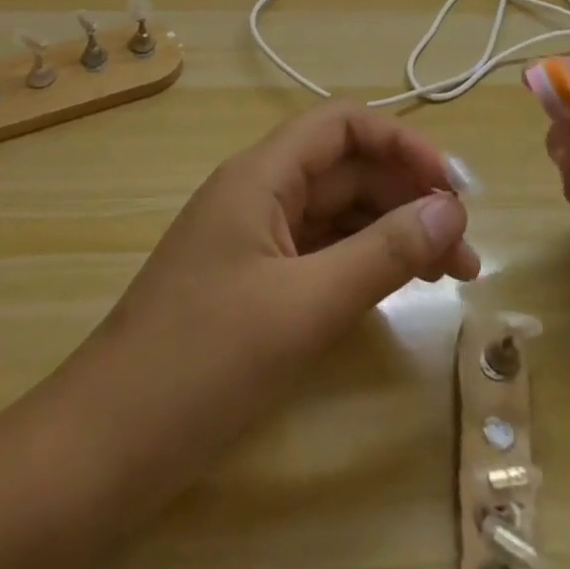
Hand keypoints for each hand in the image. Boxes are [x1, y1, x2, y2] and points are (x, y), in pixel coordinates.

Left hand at [63, 103, 478, 495]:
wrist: (103, 445)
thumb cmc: (204, 362)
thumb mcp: (305, 306)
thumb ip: (382, 253)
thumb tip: (450, 208)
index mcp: (261, 175)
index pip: (341, 124)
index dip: (401, 141)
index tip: (453, 187)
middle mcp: (257, 192)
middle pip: (344, 168)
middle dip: (408, 196)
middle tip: (466, 249)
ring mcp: (252, 237)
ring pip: (335, 212)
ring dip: (392, 232)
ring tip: (452, 274)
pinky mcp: (251, 280)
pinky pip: (317, 250)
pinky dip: (360, 261)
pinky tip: (396, 288)